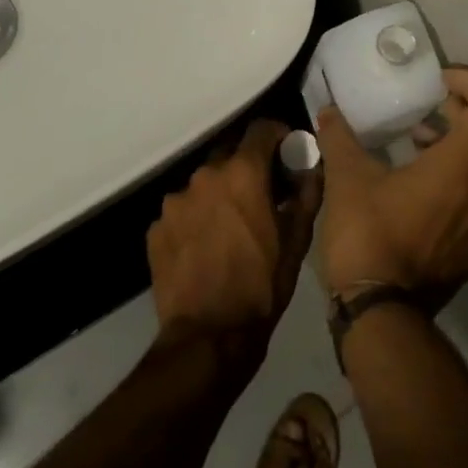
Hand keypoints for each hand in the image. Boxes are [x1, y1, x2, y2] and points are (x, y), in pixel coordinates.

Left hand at [147, 119, 322, 368]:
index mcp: (242, 172)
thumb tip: (312, 165)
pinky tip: (204, 248)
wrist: (209, 339)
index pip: (262, 128)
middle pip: (229, 154)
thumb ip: (307, 192)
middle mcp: (205, 175)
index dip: (278, 136)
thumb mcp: (297, 241)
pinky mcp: (156, 228)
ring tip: (229, 227)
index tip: (287, 153)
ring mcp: (175, 202)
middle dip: (247, 167)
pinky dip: (196, 220)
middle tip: (260, 195)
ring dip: (219, 195)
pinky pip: (182, 212)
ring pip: (204, 184)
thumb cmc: (262, 286)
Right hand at [315, 65, 467, 312]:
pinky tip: (410, 190)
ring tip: (412, 146)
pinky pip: (467, 200)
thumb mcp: (347, 177)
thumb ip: (339, 137)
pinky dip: (448, 181)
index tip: (439, 81)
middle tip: (421, 110)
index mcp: (460, 165)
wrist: (379, 315)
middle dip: (454, 113)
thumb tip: (327, 111)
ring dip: (449, 148)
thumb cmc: (368, 233)